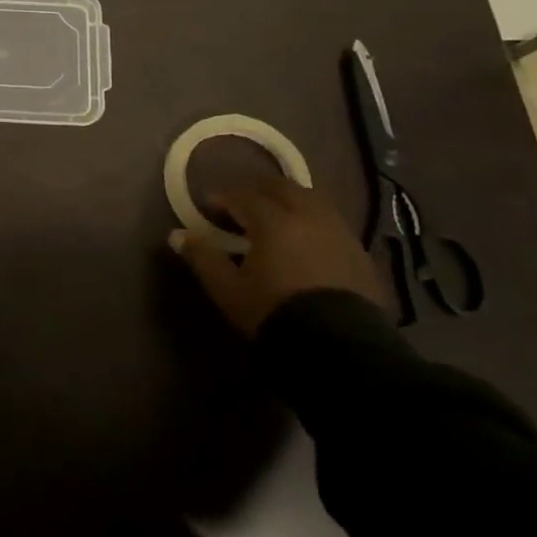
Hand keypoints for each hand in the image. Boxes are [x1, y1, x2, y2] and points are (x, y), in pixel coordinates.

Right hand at [168, 174, 387, 336]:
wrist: (340, 349)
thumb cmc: (274, 313)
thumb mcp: (228, 289)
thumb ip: (203, 257)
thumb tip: (177, 235)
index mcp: (273, 220)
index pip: (243, 195)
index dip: (223, 197)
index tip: (209, 206)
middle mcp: (308, 216)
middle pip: (282, 188)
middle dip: (258, 189)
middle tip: (241, 202)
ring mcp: (339, 233)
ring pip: (312, 200)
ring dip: (289, 200)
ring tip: (275, 216)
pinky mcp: (360, 253)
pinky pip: (331, 222)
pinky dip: (312, 220)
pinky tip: (305, 239)